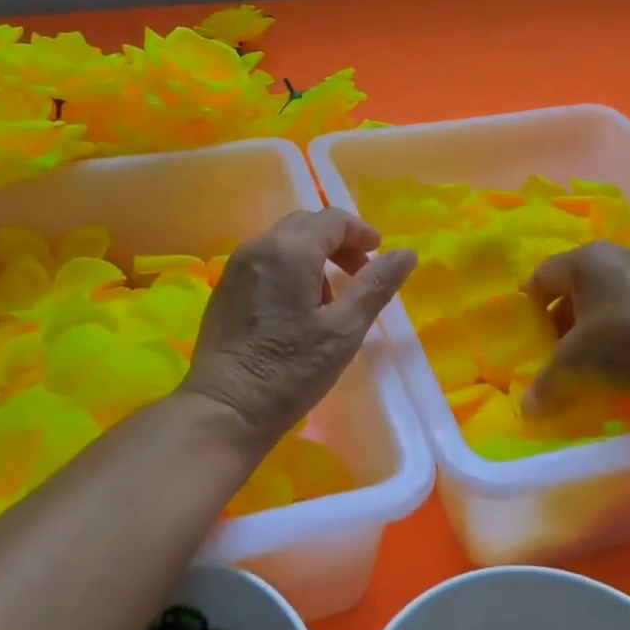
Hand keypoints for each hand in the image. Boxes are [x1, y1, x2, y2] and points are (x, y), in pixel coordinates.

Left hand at [181, 209, 417, 449]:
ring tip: (330, 299)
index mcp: (289, 251)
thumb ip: (375, 286)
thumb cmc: (289, 370)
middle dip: (338, 242)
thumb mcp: (344, 330)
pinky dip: (290, 268)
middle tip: (360, 274)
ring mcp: (237, 267)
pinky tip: (298, 308)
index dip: (361, 232)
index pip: (332, 219)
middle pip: (306, 225)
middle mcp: (259, 247)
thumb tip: (406, 253)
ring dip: (314, 255)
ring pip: (284, 242)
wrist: (223, 410)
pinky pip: (265, 261)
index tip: (379, 254)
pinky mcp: (226, 288)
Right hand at [522, 241, 629, 417]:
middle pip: (574, 285)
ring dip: (591, 324)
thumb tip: (527, 408)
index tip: (529, 336)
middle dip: (561, 318)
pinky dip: (620, 327)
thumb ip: (546, 382)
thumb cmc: (626, 343)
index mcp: (586, 258)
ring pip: (604, 296)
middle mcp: (616, 255)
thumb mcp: (575, 365)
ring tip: (590, 358)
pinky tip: (624, 357)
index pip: (542, 276)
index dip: (530, 307)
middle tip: (556, 350)